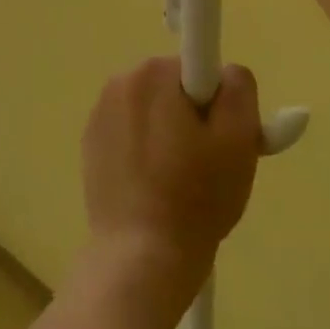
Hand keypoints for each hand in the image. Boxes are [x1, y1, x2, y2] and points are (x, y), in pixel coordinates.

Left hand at [80, 57, 261, 310]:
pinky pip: (132, 135)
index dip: (217, 104)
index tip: (219, 139)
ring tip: (181, 184)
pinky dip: (146, 153)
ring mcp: (99, 115)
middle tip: (208, 166)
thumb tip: (227, 73)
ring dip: (170, 136)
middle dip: (194, 118)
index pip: (200, 70)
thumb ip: (239, 89)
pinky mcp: (90, 145)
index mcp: (152, 73)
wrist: (140, 258)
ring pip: (154, 113)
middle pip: (175, 90)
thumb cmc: (196, 197)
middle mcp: (120, 83)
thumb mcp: (239, 139)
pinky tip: (154, 189)